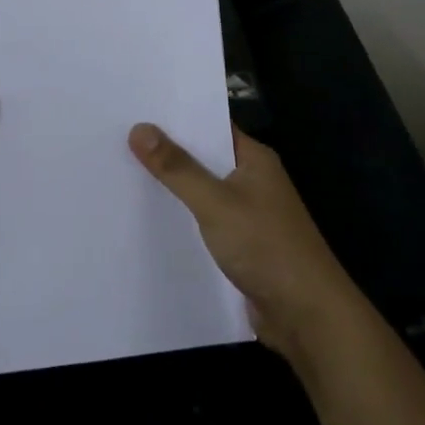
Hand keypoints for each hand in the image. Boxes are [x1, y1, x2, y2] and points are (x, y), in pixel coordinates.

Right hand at [128, 123, 366, 368]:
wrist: (307, 316)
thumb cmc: (267, 246)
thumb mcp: (216, 203)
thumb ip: (177, 168)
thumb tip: (139, 128)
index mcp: (254, 159)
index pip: (211, 125)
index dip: (176, 116)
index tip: (136, 108)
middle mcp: (252, 180)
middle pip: (204, 158)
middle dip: (167, 151)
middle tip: (117, 137)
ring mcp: (248, 214)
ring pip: (202, 192)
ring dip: (172, 188)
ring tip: (121, 172)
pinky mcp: (241, 246)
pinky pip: (204, 222)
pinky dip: (182, 219)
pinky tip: (148, 219)